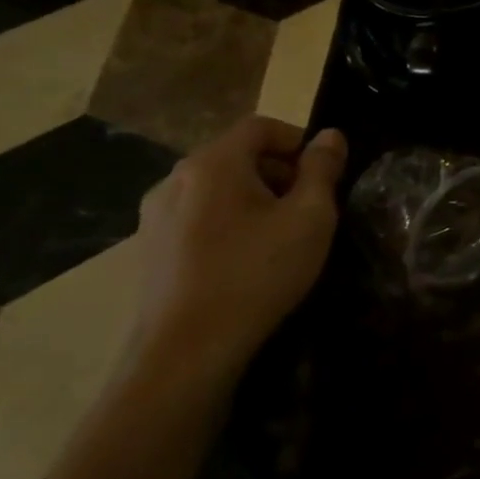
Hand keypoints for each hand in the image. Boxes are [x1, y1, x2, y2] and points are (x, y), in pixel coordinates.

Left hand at [127, 116, 346, 389]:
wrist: (186, 351)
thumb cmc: (257, 273)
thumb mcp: (310, 217)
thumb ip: (323, 169)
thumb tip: (329, 136)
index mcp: (213, 163)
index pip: (260, 126)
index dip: (298, 140)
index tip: (323, 174)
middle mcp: (175, 179)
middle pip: (237, 155)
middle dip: (279, 171)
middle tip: (309, 206)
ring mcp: (155, 216)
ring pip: (217, 187)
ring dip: (254, 198)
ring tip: (280, 235)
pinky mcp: (149, 249)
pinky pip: (198, 216)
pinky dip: (227, 222)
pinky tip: (246, 258)